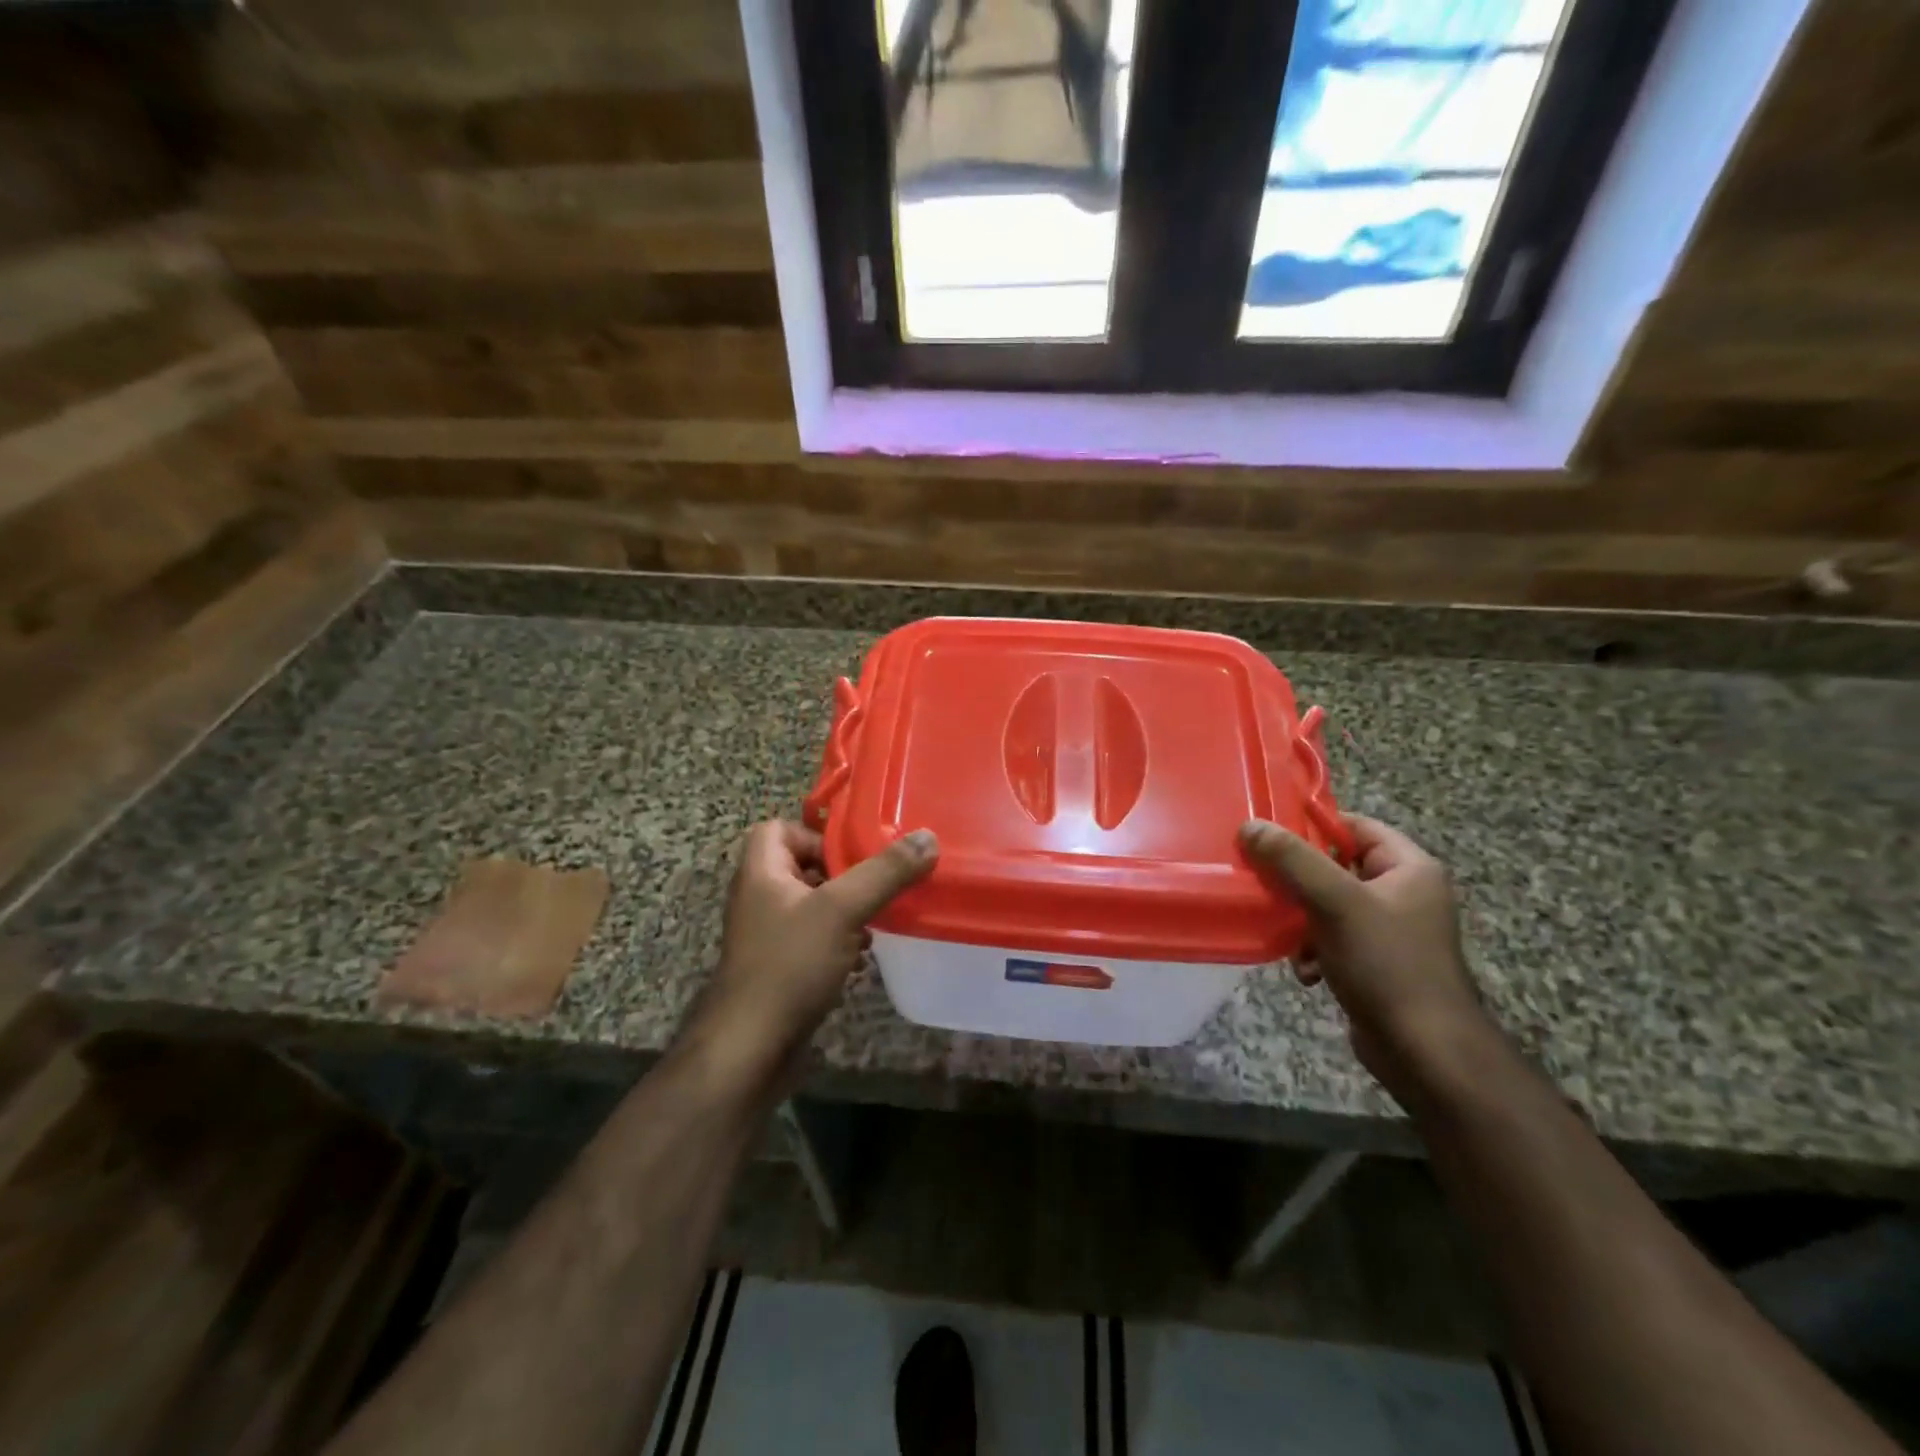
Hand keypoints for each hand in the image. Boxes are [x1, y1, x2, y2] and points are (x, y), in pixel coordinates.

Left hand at [687, 820, 937, 1088]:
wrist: (750, 1049)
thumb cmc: (789, 965)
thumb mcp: (842, 910)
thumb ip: (884, 872)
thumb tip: (927, 837)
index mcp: (760, 873)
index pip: (778, 829)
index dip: (815, 834)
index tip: (853, 853)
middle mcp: (759, 898)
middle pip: (803, 867)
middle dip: (843, 876)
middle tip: (876, 886)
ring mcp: (768, 936)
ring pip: (813, 906)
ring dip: (846, 911)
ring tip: (875, 922)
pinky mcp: (780, 968)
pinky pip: (814, 940)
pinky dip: (838, 942)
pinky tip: (860, 959)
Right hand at [1241, 815, 1488, 1105]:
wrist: (1424, 1052)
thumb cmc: (1386, 964)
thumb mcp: (1335, 902)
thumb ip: (1292, 860)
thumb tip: (1251, 826)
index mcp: (1410, 869)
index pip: (1356, 826)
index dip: (1313, 826)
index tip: (1269, 835)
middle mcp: (1404, 893)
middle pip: (1336, 866)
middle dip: (1298, 880)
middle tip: (1264, 883)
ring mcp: (1392, 931)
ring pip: (1329, 905)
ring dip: (1302, 920)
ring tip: (1288, 937)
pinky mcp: (1377, 963)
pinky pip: (1334, 939)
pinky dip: (1314, 950)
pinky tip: (1306, 971)